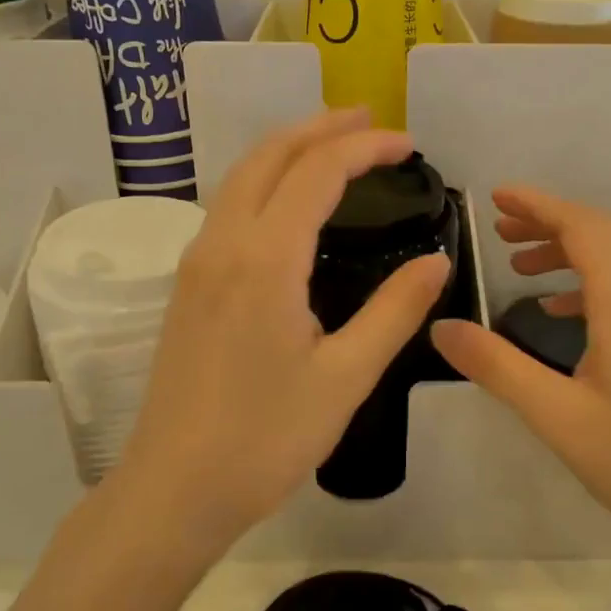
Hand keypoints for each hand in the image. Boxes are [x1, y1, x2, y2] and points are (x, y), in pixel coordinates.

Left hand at [118, 109, 450, 551]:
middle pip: (269, 156)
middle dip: (319, 128)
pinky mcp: (187, 286)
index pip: (317, 172)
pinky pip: (228, 208)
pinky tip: (289, 205)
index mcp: (264, 259)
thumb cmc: (266, 438)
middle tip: (368, 120)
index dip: (364, 147)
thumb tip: (435, 261)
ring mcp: (196, 264)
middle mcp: (222, 244)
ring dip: (288, 150)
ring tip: (334, 146)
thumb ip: (394, 311)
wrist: (175, 489)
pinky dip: (265, 182)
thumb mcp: (346, 377)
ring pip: (241, 178)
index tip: (408, 144)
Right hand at [430, 186, 610, 566]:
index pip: (583, 227)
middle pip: (601, 236)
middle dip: (548, 222)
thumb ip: (497, 367)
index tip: (495, 198)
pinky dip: (586, 284)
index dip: (538, 205)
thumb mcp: (557, 416)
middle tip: (499, 230)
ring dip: (567, 252)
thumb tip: (441, 327)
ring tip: (519, 267)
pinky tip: (558, 312)